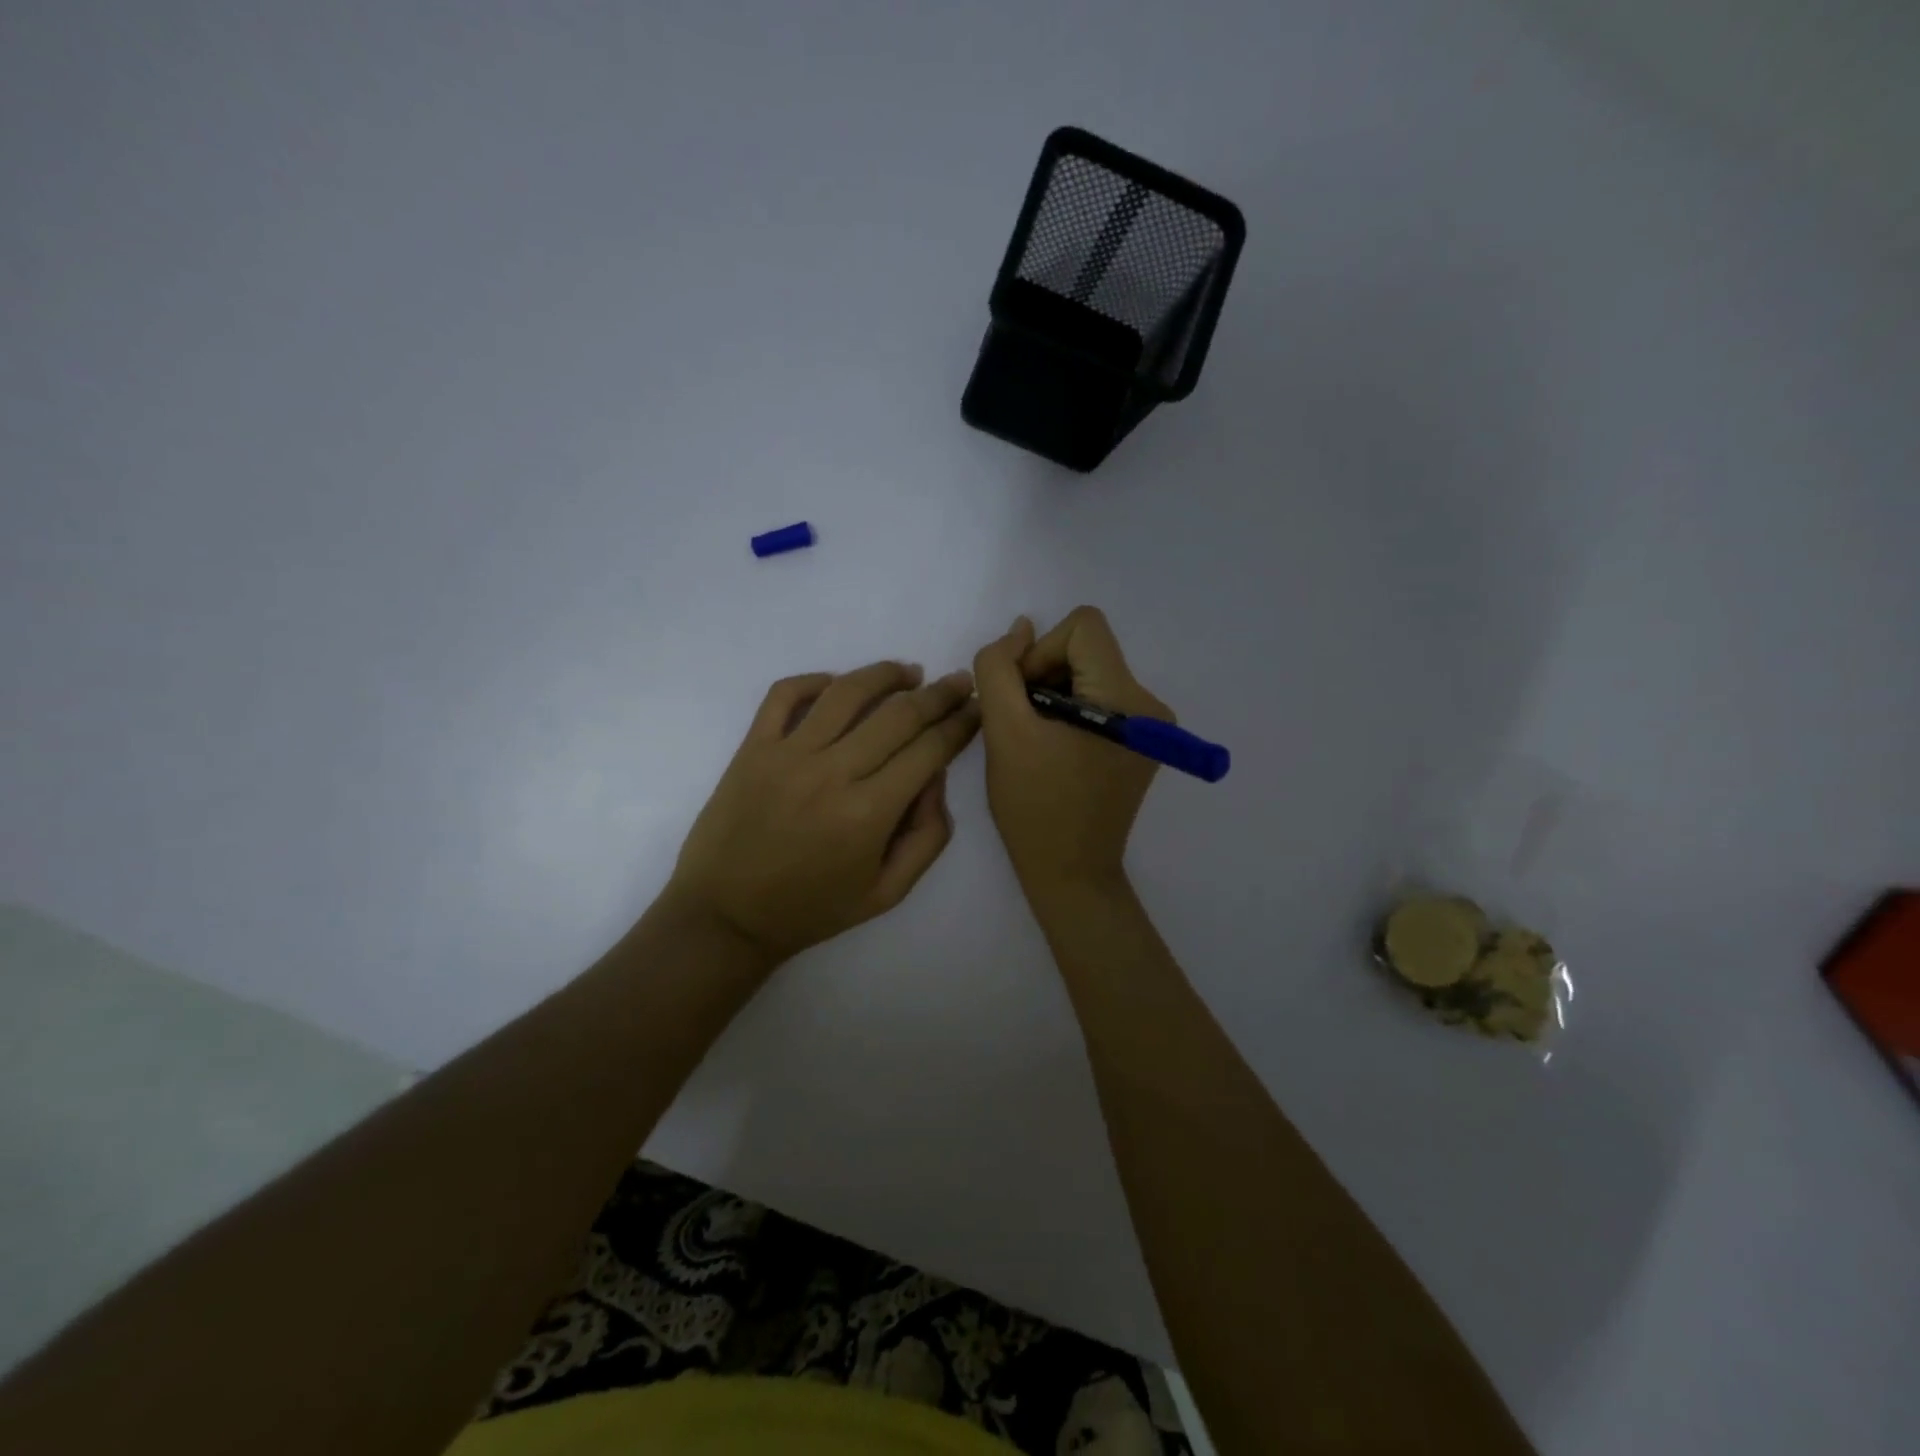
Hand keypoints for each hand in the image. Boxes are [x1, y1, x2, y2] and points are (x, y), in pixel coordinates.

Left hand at [665, 661, 980, 965]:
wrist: (726, 916)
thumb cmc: (812, 909)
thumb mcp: (887, 893)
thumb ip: (927, 837)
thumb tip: (936, 777)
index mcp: (869, 813)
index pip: (929, 750)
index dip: (961, 724)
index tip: (977, 708)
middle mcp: (832, 773)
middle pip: (898, 714)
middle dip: (939, 694)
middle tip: (959, 682)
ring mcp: (787, 755)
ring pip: (846, 692)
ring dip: (885, 674)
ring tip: (909, 672)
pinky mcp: (753, 747)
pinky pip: (785, 694)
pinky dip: (815, 679)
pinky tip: (837, 684)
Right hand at [973, 607, 1172, 897]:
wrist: (1071, 873)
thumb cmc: (1034, 806)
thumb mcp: (1003, 731)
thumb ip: (1000, 668)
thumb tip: (1021, 628)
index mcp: (1126, 698)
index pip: (1083, 626)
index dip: (1041, 652)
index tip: (1024, 698)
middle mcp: (1150, 704)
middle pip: (1087, 650)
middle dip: (1046, 676)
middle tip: (1024, 724)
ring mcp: (1151, 726)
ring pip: (1090, 674)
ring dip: (1054, 695)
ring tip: (1037, 741)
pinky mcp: (1142, 743)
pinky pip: (1099, 700)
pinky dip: (1069, 712)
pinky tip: (1055, 750)